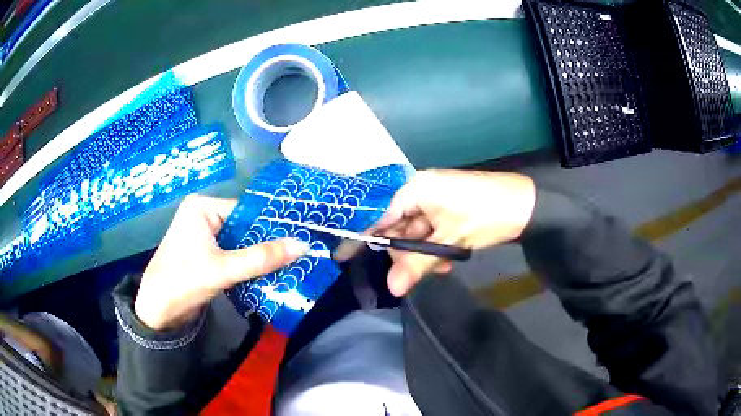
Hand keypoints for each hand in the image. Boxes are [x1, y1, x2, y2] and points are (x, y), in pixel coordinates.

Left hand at [135, 195, 307, 330]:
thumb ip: (262, 258)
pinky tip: (267, 272)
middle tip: (297, 253)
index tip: (298, 237)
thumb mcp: (225, 269)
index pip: (245, 211)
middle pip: (243, 227)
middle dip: (265, 243)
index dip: (271, 226)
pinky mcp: (204, 253)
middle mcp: (202, 215)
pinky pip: (232, 253)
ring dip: (258, 256)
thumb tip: (303, 245)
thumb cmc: (184, 281)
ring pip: (239, 242)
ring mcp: (203, 235)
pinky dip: (247, 264)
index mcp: (202, 207)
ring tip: (289, 263)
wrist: (158, 310)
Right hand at [336, 170, 535, 296]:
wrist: (527, 206)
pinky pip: (429, 231)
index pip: (377, 214)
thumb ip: (417, 264)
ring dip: (422, 254)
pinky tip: (447, 259)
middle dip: (403, 253)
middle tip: (409, 276)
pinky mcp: (445, 209)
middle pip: (395, 227)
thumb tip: (391, 289)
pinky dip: (434, 248)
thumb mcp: (450, 241)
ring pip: (413, 233)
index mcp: (414, 189)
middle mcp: (419, 191)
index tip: (341, 257)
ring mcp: (433, 200)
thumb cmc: (486, 215)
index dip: (360, 237)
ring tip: (440, 266)